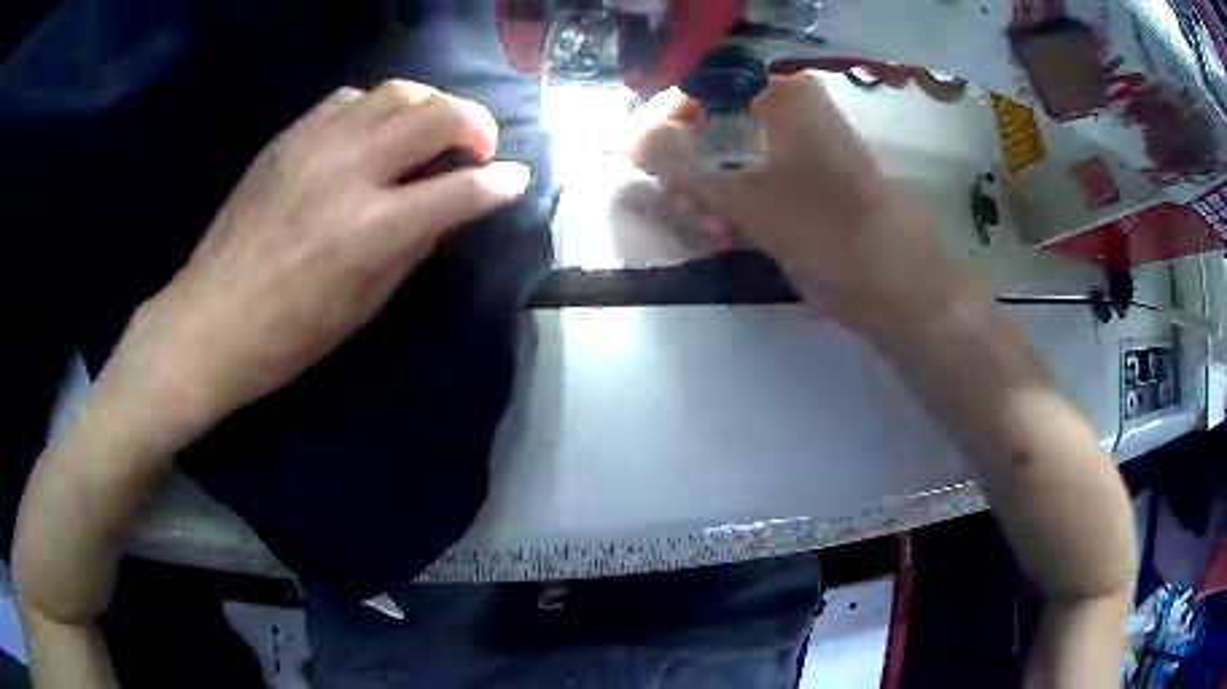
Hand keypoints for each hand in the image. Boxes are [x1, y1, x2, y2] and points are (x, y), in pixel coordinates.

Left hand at [118, 79, 530, 439]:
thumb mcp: (363, 307)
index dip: (500, 182)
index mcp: (370, 230)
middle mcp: (348, 171)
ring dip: (430, 106)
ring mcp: (314, 145)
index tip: (516, 179)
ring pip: (397, 91)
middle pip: (436, 114)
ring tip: (430, 133)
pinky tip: (372, 134)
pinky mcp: (288, 137)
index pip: (459, 189)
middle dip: (476, 125)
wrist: (208, 321)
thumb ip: (414, 246)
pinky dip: (377, 109)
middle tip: (478, 149)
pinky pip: (350, 98)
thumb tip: (450, 208)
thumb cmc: (288, 337)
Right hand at [632, 73, 970, 332]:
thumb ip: (681, 166)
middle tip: (683, 205)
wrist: (898, 284)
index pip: (703, 86)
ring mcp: (804, 145)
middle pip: (716, 123)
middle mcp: (794, 109)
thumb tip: (636, 142)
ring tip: (709, 227)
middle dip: (689, 166)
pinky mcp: (811, 179)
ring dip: (710, 189)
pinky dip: (736, 200)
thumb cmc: (825, 229)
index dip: (667, 120)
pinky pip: (756, 177)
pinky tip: (728, 231)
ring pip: (734, 153)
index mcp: (783, 93)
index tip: (645, 161)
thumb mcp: (743, 197)